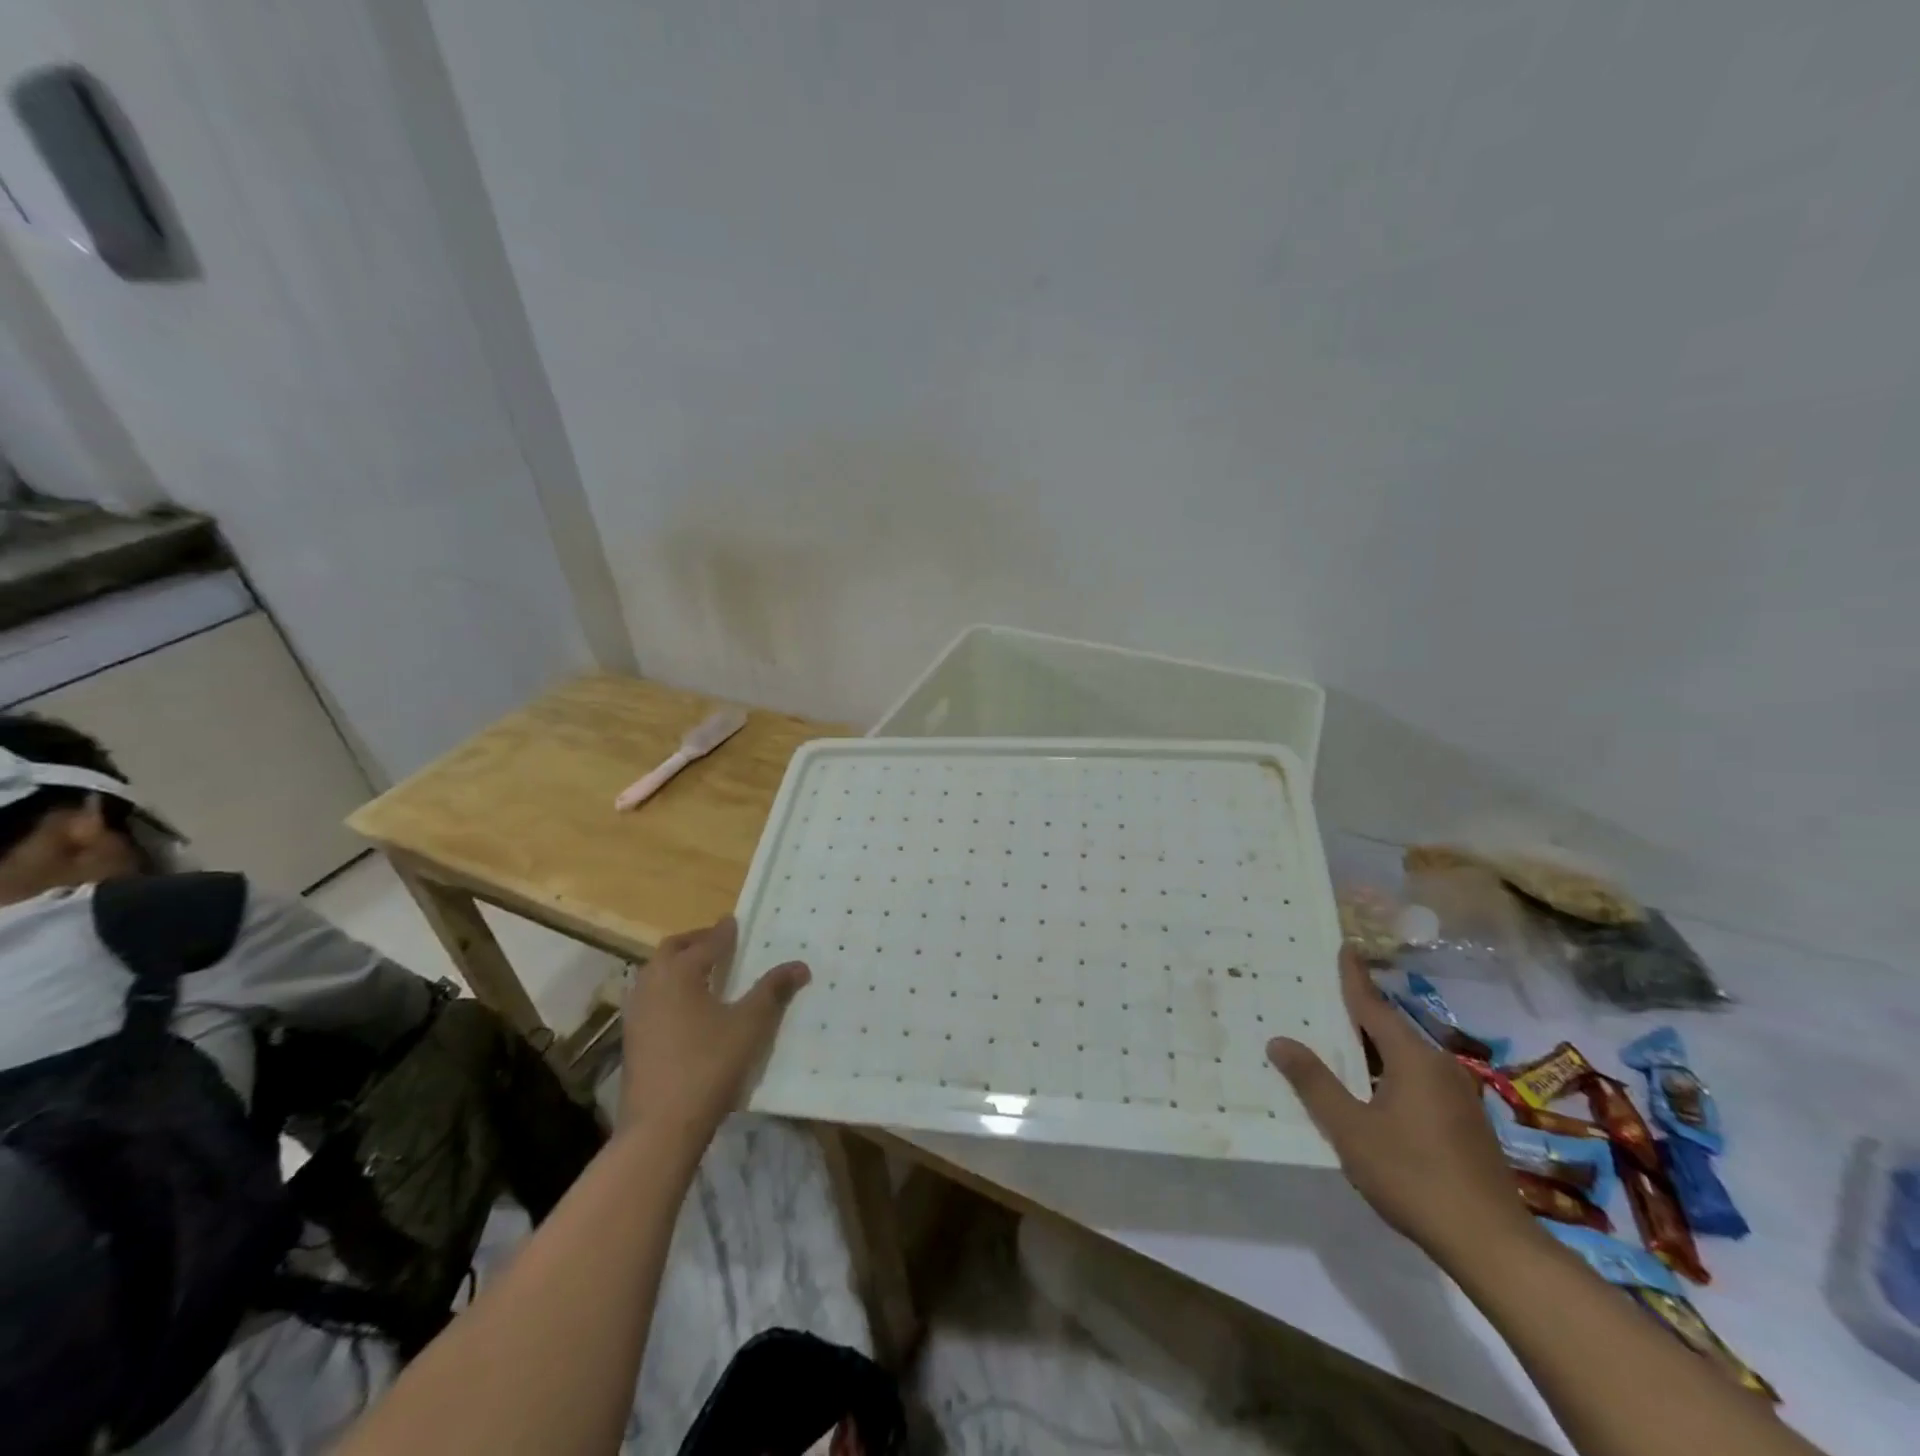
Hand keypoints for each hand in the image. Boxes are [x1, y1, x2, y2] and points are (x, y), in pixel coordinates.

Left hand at [621, 916, 808, 1138]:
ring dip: (679, 965)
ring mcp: (637, 1012)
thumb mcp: (750, 1026)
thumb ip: (773, 991)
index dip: (724, 932)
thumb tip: (800, 965)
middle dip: (696, 942)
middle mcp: (652, 984)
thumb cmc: (708, 1066)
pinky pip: (652, 997)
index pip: (707, 942)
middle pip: (672, 950)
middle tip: (720, 943)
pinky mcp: (633, 1038)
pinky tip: (688, 1008)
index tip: (736, 922)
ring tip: (706, 973)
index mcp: (679, 972)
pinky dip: (670, 989)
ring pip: (657, 973)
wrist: (660, 1127)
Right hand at [1267, 950, 1532, 1260]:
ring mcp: (1459, 1096)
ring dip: (1372, 1050)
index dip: (1354, 976)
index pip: (1373, 1005)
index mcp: (1413, 1059)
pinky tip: (1370, 1093)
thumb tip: (1280, 1041)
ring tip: (1338, 1046)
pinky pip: (1418, 1081)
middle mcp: (1440, 1066)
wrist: (1493, 1246)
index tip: (1344, 946)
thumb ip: (1314, 1083)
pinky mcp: (1466, 1123)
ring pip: (1405, 1058)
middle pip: (1390, 1029)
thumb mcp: (1351, 1129)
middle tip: (1322, 1000)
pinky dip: (1389, 1074)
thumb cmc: (1414, 1176)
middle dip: (1357, 1015)